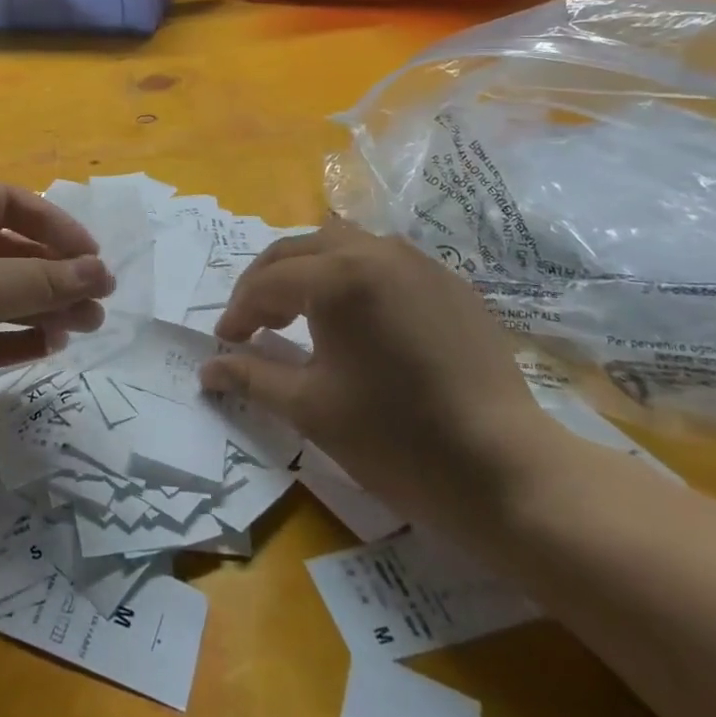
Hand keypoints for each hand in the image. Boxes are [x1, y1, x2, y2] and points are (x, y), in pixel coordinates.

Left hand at [0, 184, 112, 490]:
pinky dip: (14, 338)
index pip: (4, 202)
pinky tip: (49, 348)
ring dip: (41, 307)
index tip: (91, 257)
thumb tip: (100, 271)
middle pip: (5, 251)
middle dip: (53, 273)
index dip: (52, 224)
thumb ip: (39, 279)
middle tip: (99, 303)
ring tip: (85, 329)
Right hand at [199, 221, 557, 534]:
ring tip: (300, 314)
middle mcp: (376, 252)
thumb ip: (252, 376)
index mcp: (338, 278)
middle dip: (267, 283)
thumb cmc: (397, 440)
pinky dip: (352, 277)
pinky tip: (357, 320)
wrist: (509, 472)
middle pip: (299, 249)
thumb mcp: (311, 409)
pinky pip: (383, 260)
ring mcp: (418, 262)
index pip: (268, 283)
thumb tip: (207, 369)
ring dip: (309, 271)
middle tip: (254, 325)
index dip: (239, 313)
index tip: (226, 343)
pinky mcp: (449, 281)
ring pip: (341, 244)